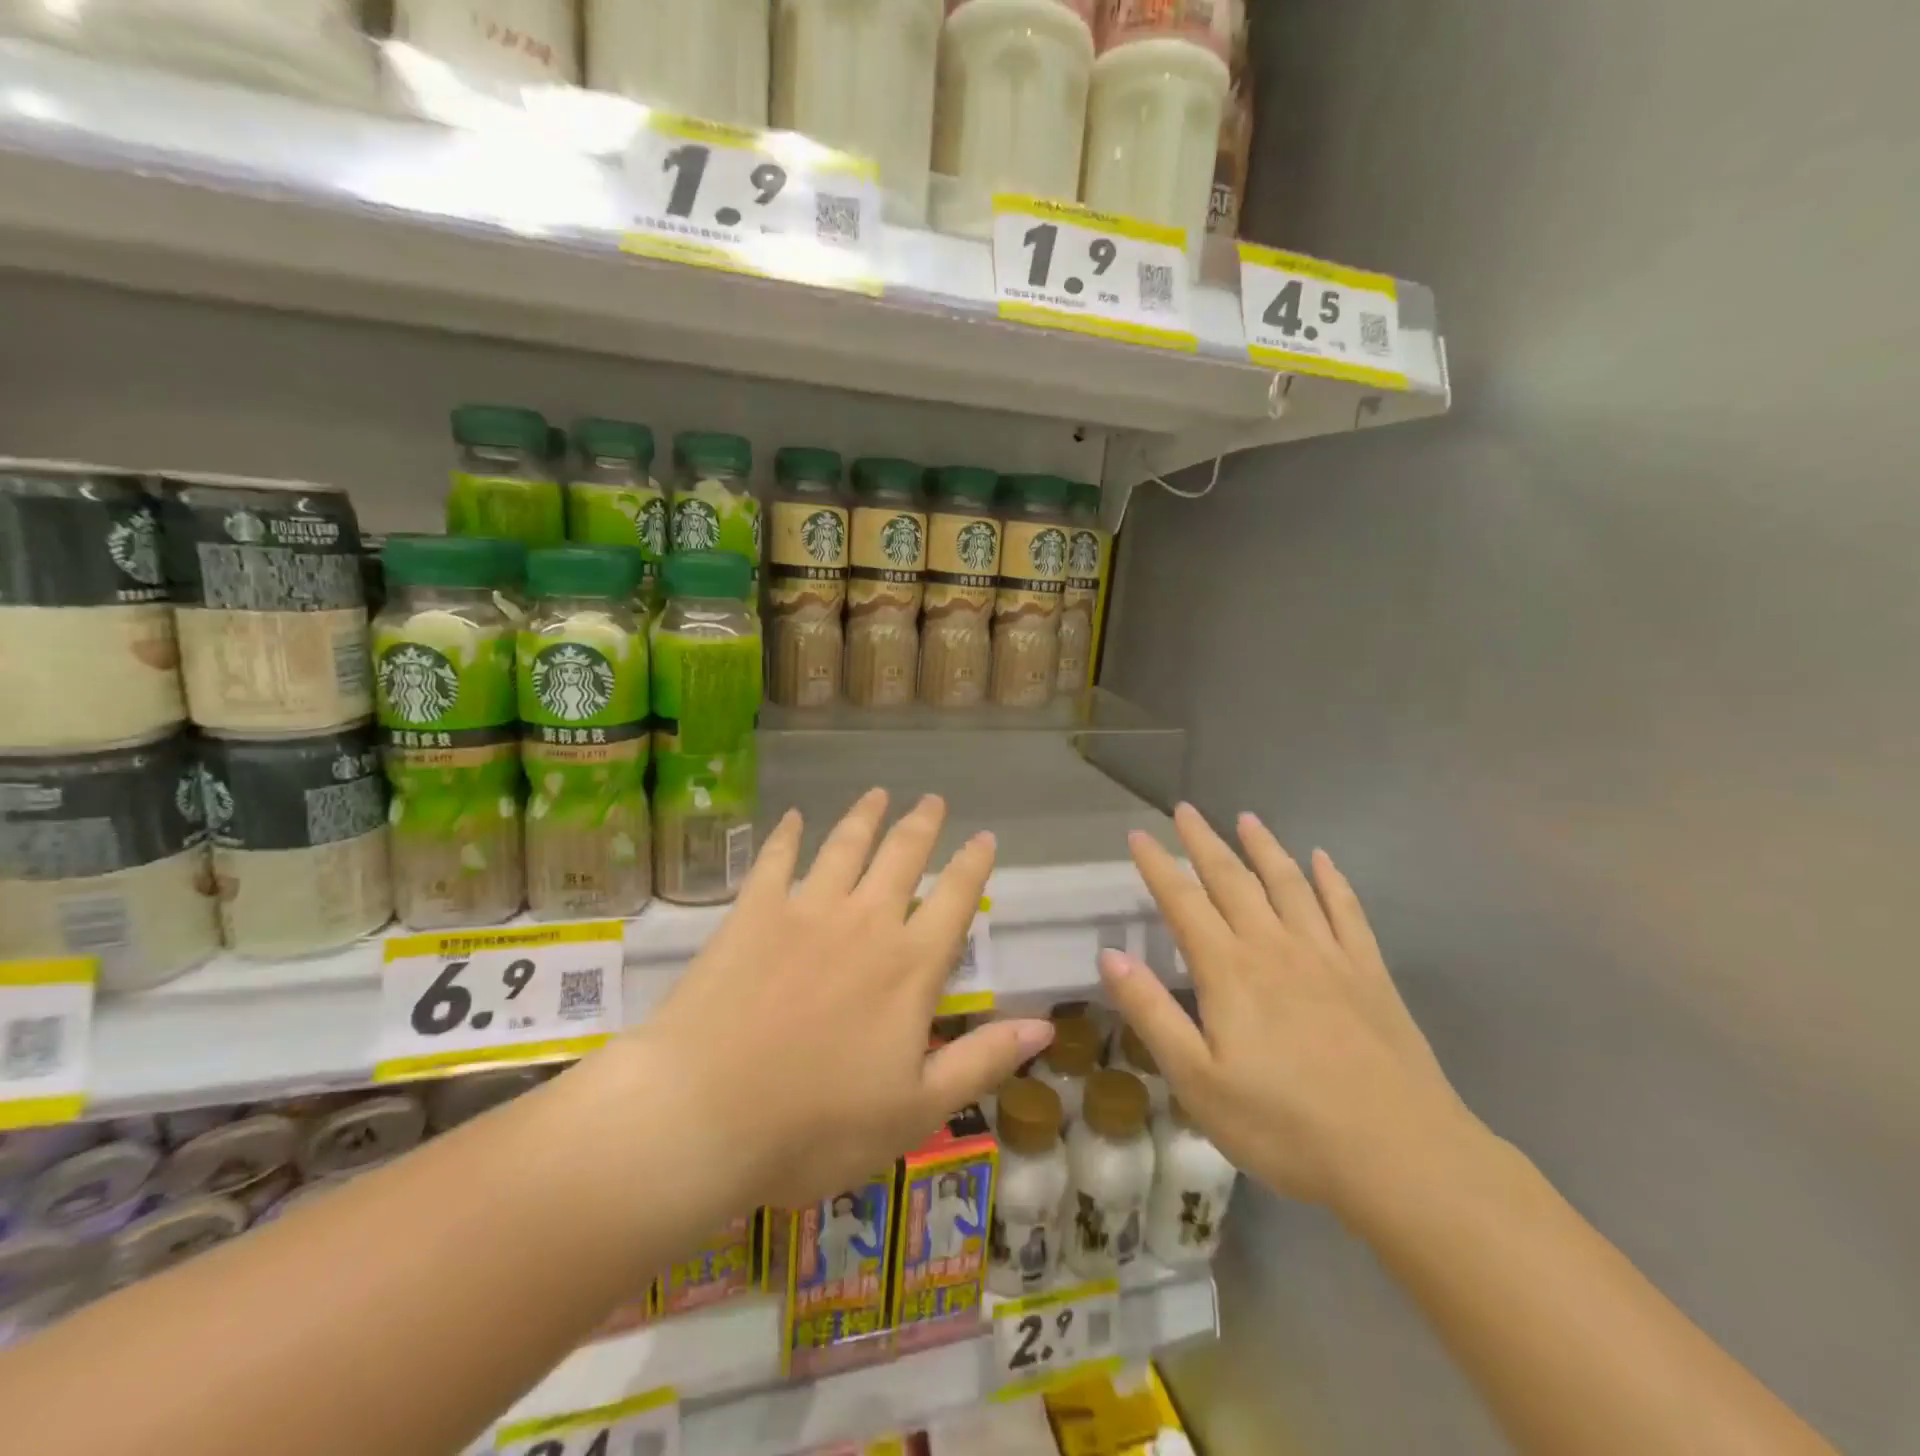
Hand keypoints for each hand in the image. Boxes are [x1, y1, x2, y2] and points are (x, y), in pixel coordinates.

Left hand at [632, 790, 1053, 1209]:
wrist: (703, 1116)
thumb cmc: (816, 1126)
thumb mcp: (916, 1110)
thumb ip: (982, 1060)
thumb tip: (1045, 1024)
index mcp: (909, 966)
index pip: (954, 899)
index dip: (974, 865)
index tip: (985, 837)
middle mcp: (865, 922)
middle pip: (902, 856)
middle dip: (922, 824)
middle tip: (932, 800)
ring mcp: (805, 911)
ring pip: (845, 846)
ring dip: (865, 816)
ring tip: (878, 794)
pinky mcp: (752, 914)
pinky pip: (775, 860)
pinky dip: (786, 836)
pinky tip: (791, 818)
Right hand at [1097, 804, 1479, 1218]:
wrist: (1401, 1157)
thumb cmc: (1285, 1125)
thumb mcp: (1197, 1081)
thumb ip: (1151, 1012)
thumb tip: (1110, 955)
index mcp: (1228, 970)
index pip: (1182, 902)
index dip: (1157, 865)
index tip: (1138, 834)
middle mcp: (1274, 946)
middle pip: (1232, 879)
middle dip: (1203, 841)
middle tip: (1185, 809)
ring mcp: (1326, 954)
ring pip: (1288, 883)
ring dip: (1264, 847)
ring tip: (1246, 818)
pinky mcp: (1369, 972)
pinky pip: (1347, 910)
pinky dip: (1332, 880)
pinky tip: (1323, 859)